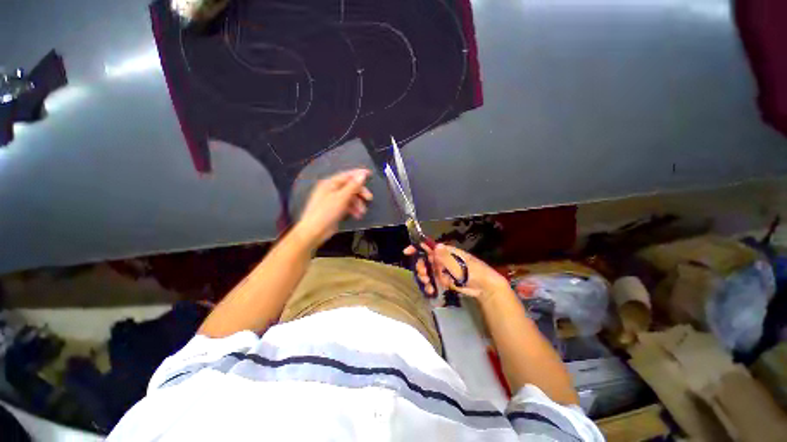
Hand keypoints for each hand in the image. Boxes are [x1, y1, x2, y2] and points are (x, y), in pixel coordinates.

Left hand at [295, 169, 372, 247]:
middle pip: (349, 187)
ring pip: (349, 197)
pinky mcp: (334, 209)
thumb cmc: (326, 212)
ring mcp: (332, 200)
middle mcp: (331, 189)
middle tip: (369, 198)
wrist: (314, 231)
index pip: (347, 175)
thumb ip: (353, 186)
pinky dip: (353, 209)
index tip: (370, 174)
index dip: (359, 174)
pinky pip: (346, 205)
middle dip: (360, 192)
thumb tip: (362, 174)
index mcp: (330, 183)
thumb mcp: (341, 198)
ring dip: (357, 203)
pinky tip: (357, 215)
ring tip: (362, 212)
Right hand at [404, 243, 509, 300]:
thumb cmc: (471, 271)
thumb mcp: (457, 264)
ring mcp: (441, 269)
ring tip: (428, 285)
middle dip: (421, 267)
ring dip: (424, 278)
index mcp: (444, 251)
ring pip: (426, 271)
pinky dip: (429, 286)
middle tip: (423, 275)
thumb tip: (435, 246)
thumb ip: (444, 257)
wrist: (483, 286)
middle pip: (424, 260)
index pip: (427, 246)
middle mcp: (441, 259)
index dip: (416, 247)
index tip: (407, 252)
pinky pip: (432, 281)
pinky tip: (431, 291)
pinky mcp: (442, 280)